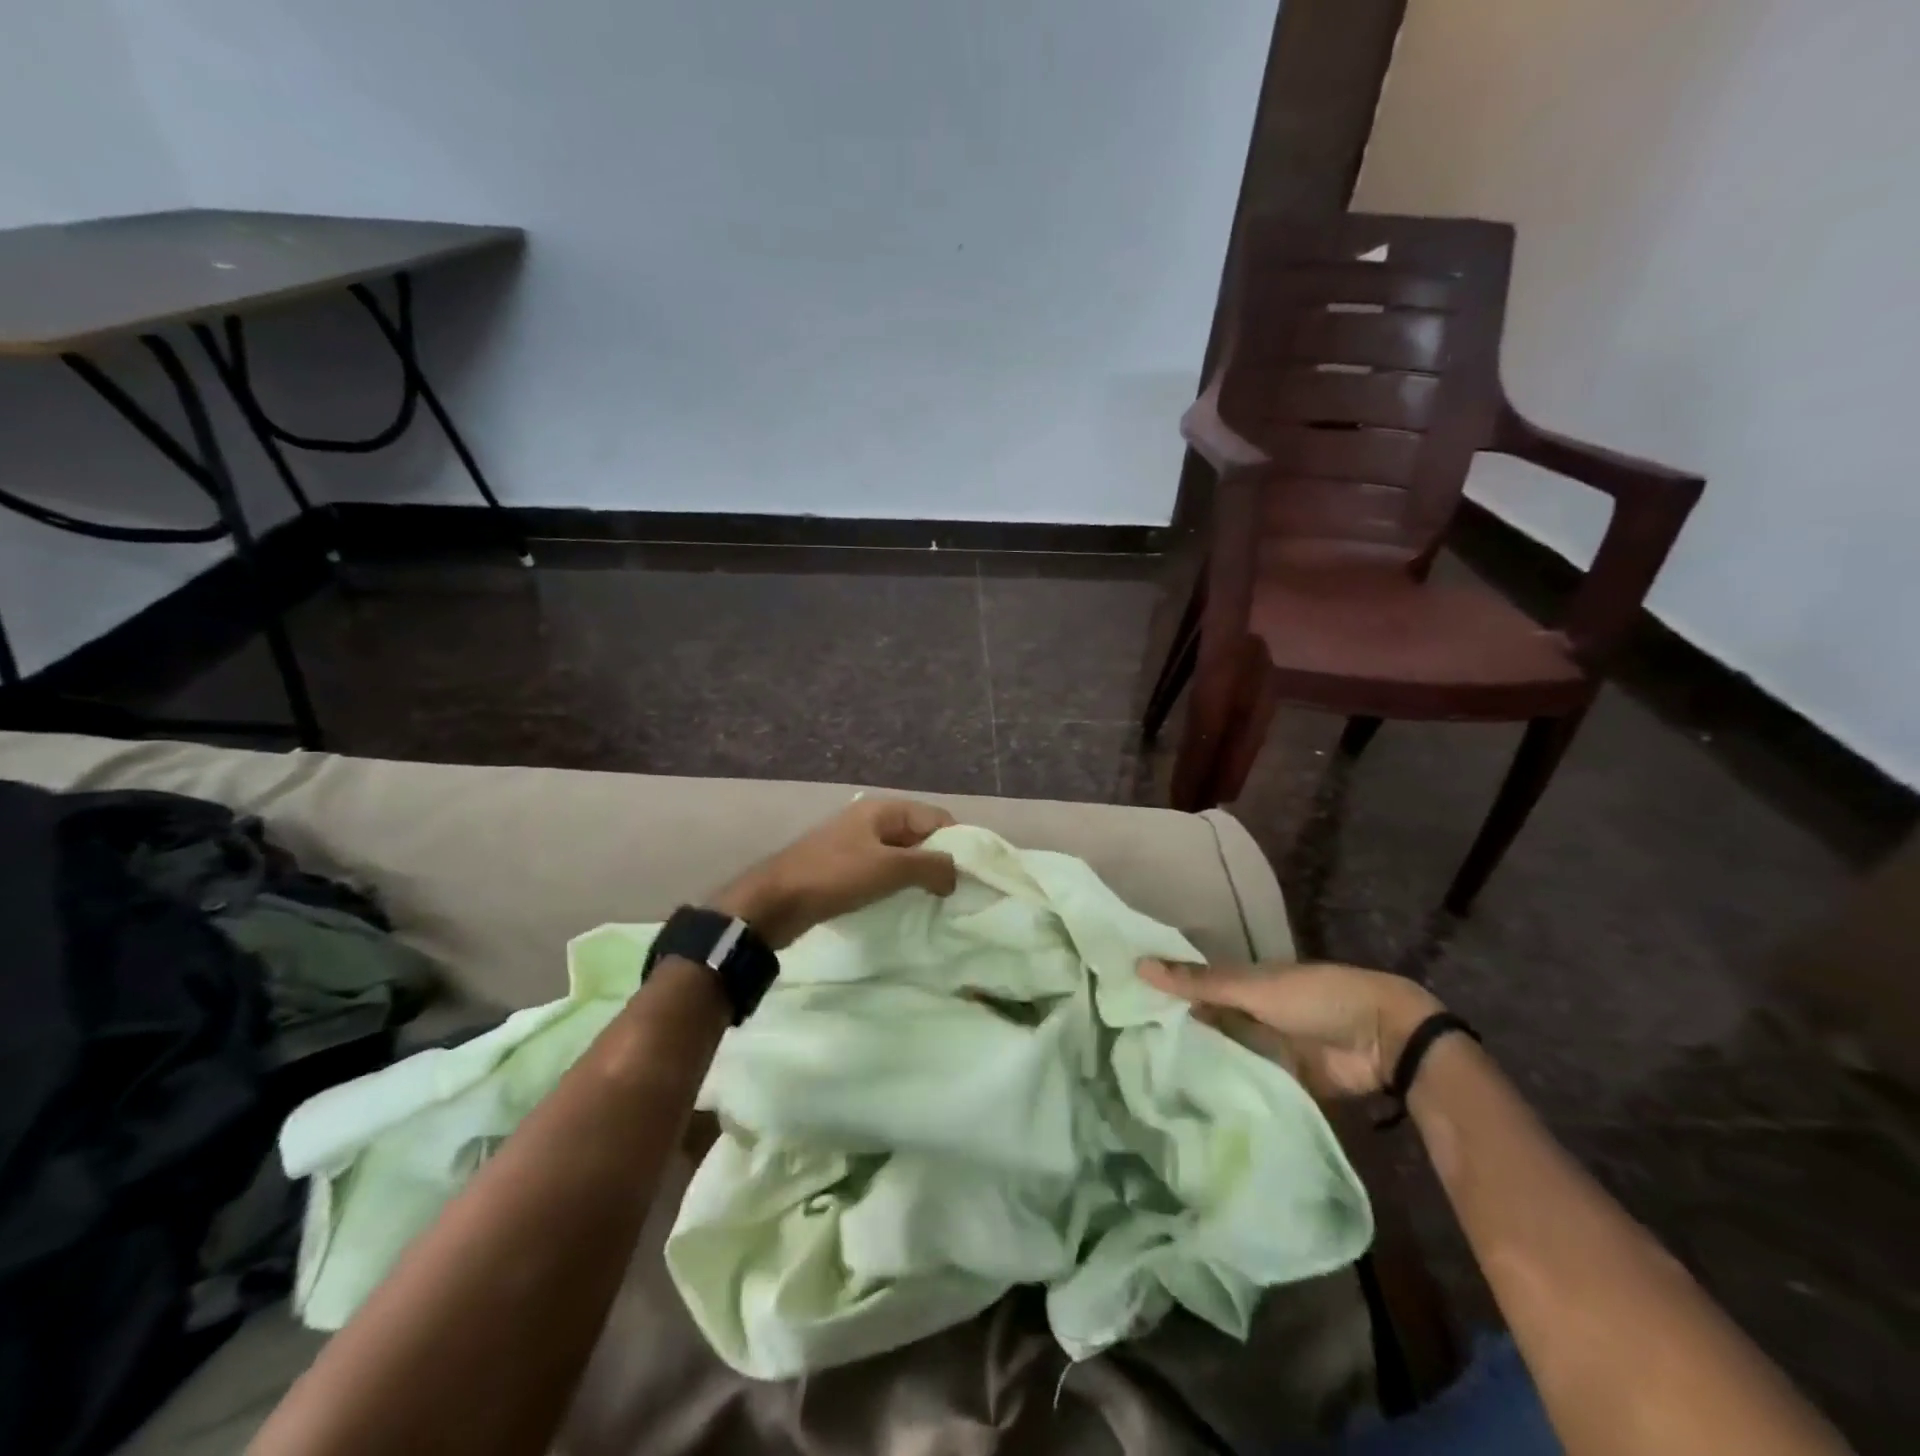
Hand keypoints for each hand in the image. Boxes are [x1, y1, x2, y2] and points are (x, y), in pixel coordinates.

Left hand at [709, 798, 958, 948]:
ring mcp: (855, 844)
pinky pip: (882, 870)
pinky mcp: (843, 868)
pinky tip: (904, 903)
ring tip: (935, 901)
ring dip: (918, 874)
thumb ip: (931, 866)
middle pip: (919, 834)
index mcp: (883, 809)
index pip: (937, 817)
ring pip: (901, 854)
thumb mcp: (889, 869)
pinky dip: (897, 883)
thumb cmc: (835, 877)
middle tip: (957, 891)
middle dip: (939, 859)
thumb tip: (957, 874)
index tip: (972, 874)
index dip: (958, 842)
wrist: (774, 902)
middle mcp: (870, 820)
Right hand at [1138, 959, 1443, 1098]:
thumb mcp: (1252, 987)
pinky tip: (1185, 1105)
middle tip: (1121, 1052)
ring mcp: (1263, 1051)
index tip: (1119, 1007)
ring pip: (1220, 1055)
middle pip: (1203, 1023)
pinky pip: (1243, 1086)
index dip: (1161, 994)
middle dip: (1173, 1034)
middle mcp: (1247, 1015)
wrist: (1382, 1040)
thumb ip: (1199, 983)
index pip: (1192, 988)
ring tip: (1142, 1083)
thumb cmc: (1315, 998)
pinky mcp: (1279, 1084)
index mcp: (1241, 984)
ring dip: (1195, 1065)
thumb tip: (1138, 965)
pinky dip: (1222, 1091)